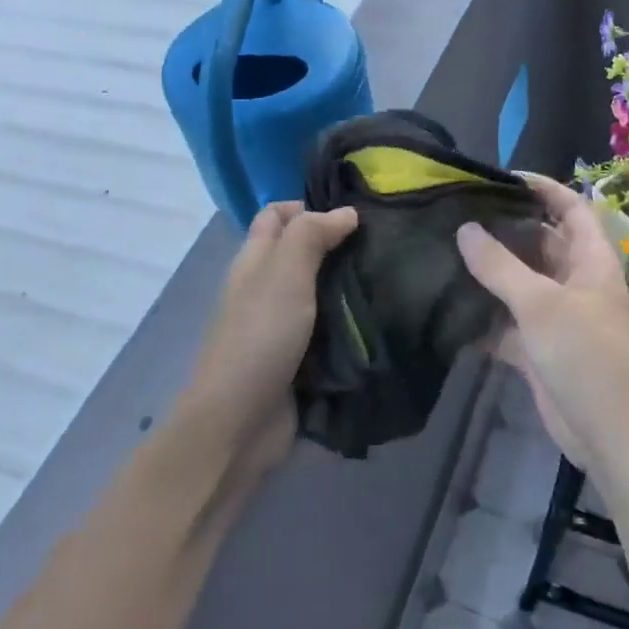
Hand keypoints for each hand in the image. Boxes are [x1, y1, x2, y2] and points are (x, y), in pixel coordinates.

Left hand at [186, 201, 358, 477]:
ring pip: (317, 291)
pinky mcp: (297, 358)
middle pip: (299, 252)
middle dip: (336, 245)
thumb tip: (345, 211)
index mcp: (254, 261)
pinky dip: (347, 322)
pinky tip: (378, 319)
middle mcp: (264, 288)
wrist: (240, 422)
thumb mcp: (285, 274)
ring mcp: (279, 325)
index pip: (276, 215)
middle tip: (381, 246)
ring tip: (389, 278)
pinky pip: (326, 329)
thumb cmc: (260, 337)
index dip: (308, 206)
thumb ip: (311, 236)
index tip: (352, 214)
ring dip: (347, 285)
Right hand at [457, 174, 628, 471]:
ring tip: (442, 251)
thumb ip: (500, 266)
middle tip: (456, 213)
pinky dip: (481, 317)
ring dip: (488, 273)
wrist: (612, 434)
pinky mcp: (538, 349)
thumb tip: (464, 229)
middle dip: (504, 228)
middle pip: (539, 242)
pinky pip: (505, 323)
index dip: (543, 187)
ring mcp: (556, 317)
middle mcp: (574, 281)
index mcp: (589, 259)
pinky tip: (446, 308)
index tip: (501, 177)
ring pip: (518, 283)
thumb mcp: (542, 303)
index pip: (570, 208)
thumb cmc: (587, 354)